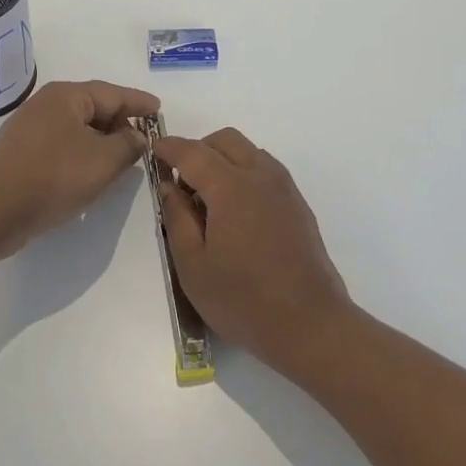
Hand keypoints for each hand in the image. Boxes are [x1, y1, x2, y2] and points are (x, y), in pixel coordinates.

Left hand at [0, 80, 160, 256]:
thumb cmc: (53, 176)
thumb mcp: (103, 161)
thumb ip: (128, 145)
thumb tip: (137, 136)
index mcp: (66, 96)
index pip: (112, 93)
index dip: (138, 103)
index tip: (159, 109)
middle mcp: (45, 104)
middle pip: (93, 108)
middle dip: (120, 123)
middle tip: (143, 140)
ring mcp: (29, 128)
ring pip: (76, 129)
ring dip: (100, 142)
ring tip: (122, 159)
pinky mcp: (20, 153)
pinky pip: (61, 145)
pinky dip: (81, 154)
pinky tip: (90, 173)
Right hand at [156, 128, 354, 375]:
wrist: (311, 326)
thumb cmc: (244, 300)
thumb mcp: (193, 266)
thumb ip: (177, 218)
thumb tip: (169, 186)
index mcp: (231, 186)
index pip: (193, 152)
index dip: (169, 147)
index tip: (154, 149)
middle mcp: (260, 175)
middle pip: (225, 140)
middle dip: (199, 148)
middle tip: (182, 180)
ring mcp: (284, 188)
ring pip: (249, 151)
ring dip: (224, 159)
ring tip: (209, 198)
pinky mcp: (298, 204)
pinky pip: (265, 170)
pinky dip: (244, 172)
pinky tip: (237, 211)